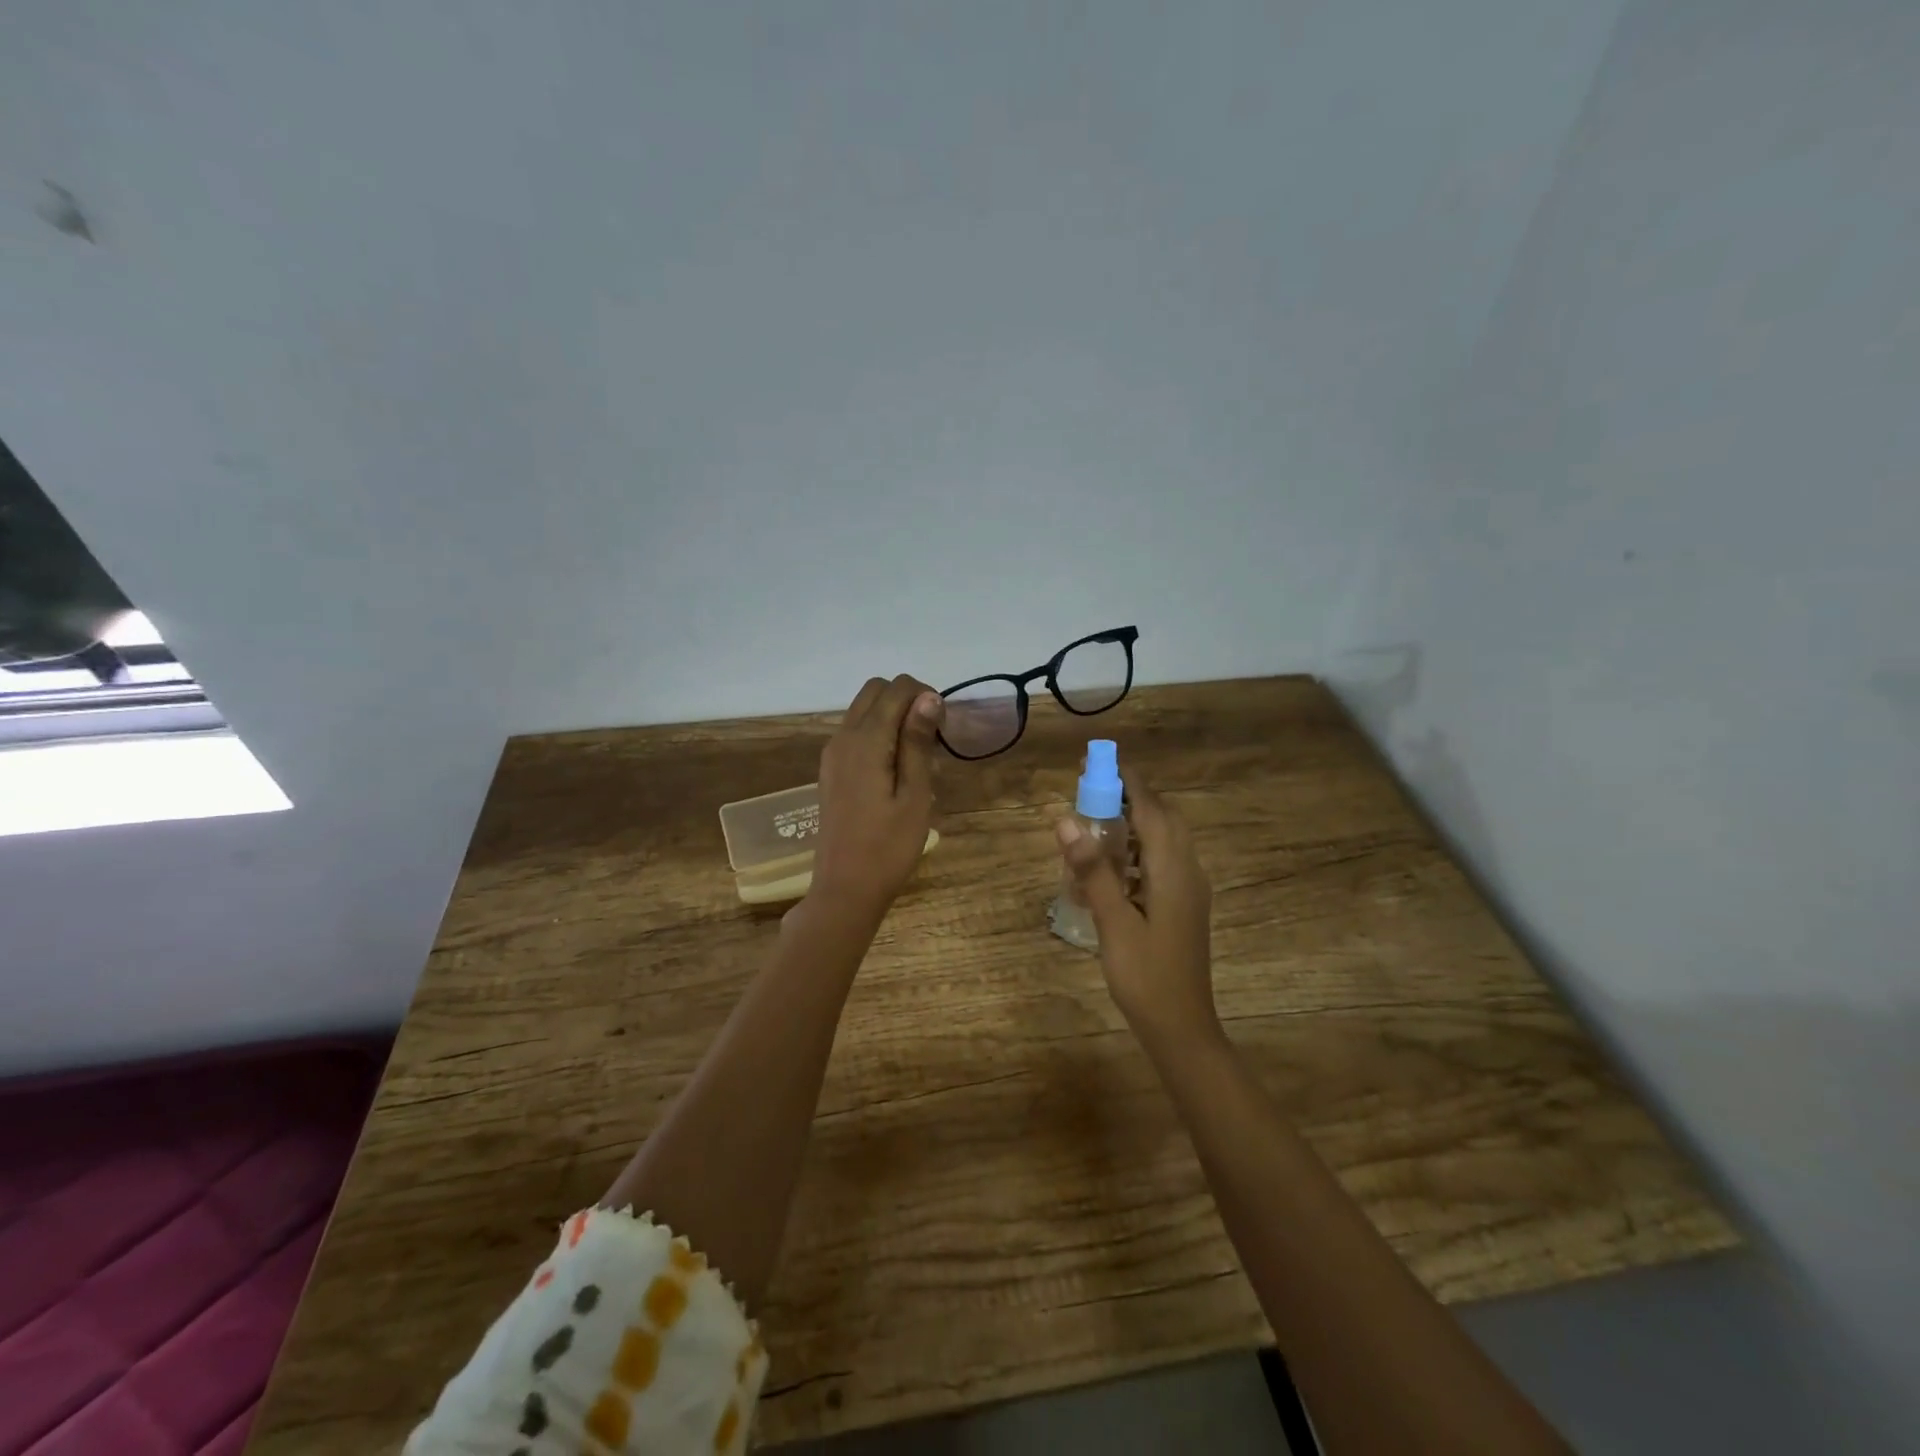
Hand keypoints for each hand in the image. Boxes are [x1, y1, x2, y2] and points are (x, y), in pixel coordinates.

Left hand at [808, 674, 943, 922]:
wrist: (845, 889)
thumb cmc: (888, 847)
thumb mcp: (915, 795)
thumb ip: (918, 742)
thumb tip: (928, 697)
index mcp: (865, 740)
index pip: (896, 688)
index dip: (925, 696)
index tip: (943, 728)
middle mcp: (843, 737)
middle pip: (875, 690)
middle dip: (907, 699)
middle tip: (932, 736)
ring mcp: (833, 754)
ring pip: (863, 709)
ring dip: (892, 715)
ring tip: (917, 754)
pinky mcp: (831, 770)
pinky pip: (855, 731)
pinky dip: (878, 732)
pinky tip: (896, 767)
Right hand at [1055, 780, 1219, 1055]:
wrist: (1182, 1028)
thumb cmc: (1146, 976)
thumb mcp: (1113, 922)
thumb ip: (1092, 869)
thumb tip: (1065, 819)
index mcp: (1173, 870)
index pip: (1151, 809)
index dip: (1125, 781)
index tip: (1096, 762)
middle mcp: (1187, 871)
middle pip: (1162, 818)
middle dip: (1129, 797)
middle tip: (1090, 791)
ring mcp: (1189, 890)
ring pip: (1164, 840)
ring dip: (1133, 823)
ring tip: (1095, 822)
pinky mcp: (1184, 906)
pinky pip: (1162, 862)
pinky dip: (1138, 850)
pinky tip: (1111, 867)